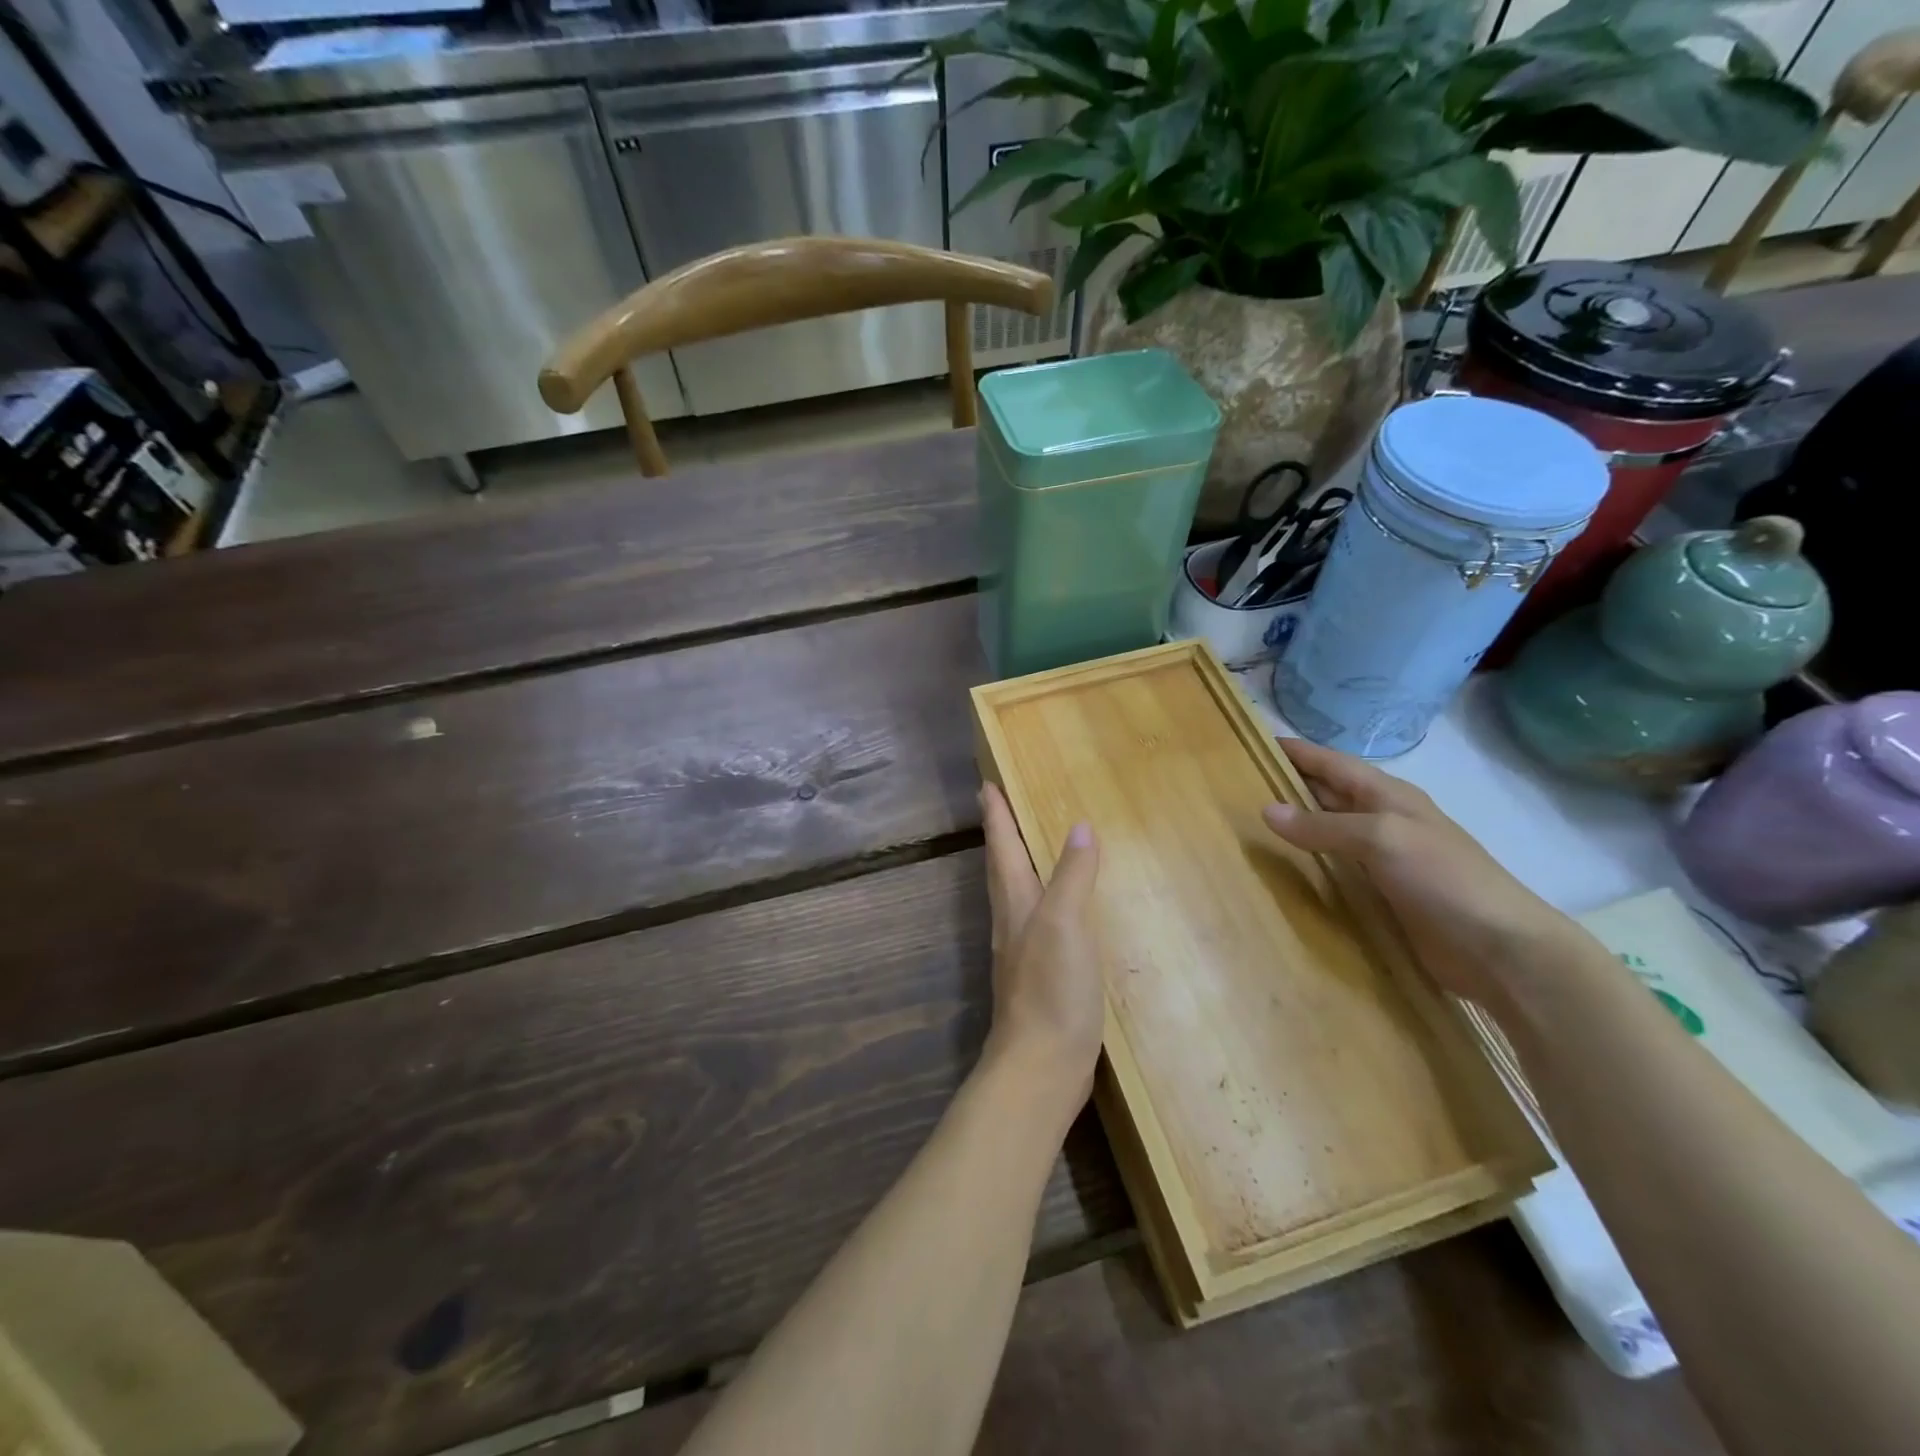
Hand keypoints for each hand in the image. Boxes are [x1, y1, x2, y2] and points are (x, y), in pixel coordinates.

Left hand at [979, 783, 1103, 1107]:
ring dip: (1016, 866)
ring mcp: (1023, 953)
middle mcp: (1012, 923)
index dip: (996, 815)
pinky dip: (1042, 902)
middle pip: (1001, 868)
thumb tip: (1080, 827)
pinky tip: (1058, 912)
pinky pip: (1036, 924)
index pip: (1003, 847)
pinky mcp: (1039, 978)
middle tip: (998, 807)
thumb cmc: (1052, 990)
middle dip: (1000, 835)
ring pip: (1015, 895)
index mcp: (1016, 904)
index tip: (986, 784)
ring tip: (1026, 848)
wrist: (1041, 1067)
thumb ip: (1073, 876)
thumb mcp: (1066, 924)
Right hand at [1261, 737, 1592, 1012]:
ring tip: (1247, 825)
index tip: (1253, 743)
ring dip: (1294, 826)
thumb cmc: (1444, 879)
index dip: (1296, 752)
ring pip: (1328, 832)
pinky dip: (1308, 864)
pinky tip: (1281, 871)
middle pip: (1327, 794)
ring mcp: (1383, 859)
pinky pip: (1335, 869)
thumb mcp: (1382, 838)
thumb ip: (1323, 825)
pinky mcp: (1382, 894)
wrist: (1500, 950)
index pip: (1331, 763)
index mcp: (1387, 795)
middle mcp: (1383, 820)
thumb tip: (1266, 810)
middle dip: (1288, 785)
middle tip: (1237, 786)